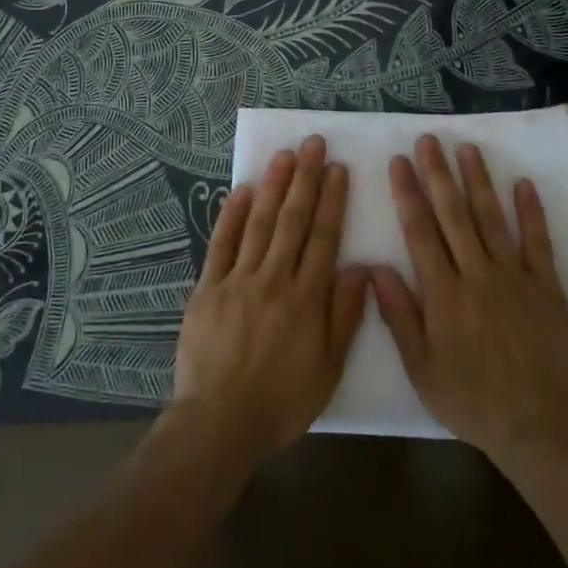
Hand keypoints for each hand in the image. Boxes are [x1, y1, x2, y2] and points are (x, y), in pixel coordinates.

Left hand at [169, 135, 370, 469]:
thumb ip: (345, 316)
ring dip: (273, 186)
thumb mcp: (329, 369)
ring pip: (259, 223)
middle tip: (313, 144)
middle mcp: (273, 279)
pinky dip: (232, 215)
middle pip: (292, 220)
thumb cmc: (281, 401)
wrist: (219, 422)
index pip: (323, 238)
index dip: (332, 201)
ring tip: (285, 155)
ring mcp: (237, 281)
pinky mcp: (207, 288)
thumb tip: (360, 268)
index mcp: (306, 299)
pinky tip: (243, 190)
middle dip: (305, 179)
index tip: (338, 169)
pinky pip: (221, 244)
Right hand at [372, 135, 567, 464]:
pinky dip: (531, 212)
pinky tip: (524, 184)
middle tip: (429, 140)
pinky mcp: (546, 286)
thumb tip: (375, 269)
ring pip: (492, 218)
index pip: (420, 231)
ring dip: (479, 181)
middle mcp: (477, 274)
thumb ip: (399, 316)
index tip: (399, 162)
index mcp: (443, 293)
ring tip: (467, 149)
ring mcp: (514, 276)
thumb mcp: (421, 367)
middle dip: (439, 174)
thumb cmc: (470, 398)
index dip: (408, 193)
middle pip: (454, 214)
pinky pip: (537, 241)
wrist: (536, 424)